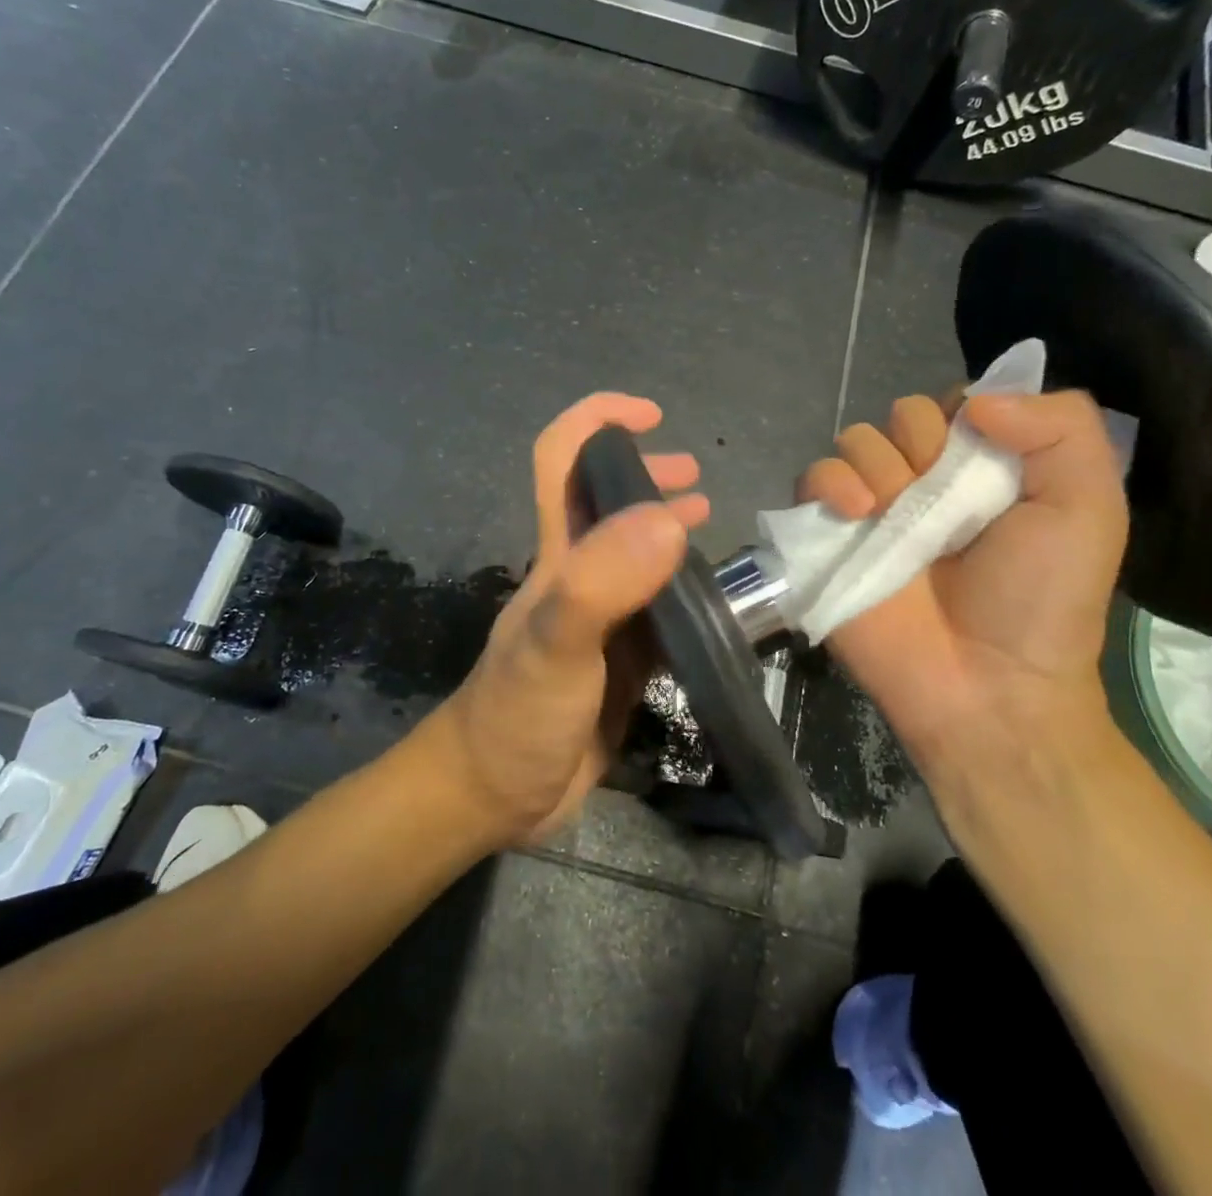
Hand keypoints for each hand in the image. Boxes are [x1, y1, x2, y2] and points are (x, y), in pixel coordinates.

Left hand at [433, 393, 707, 844]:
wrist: (497, 796)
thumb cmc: (518, 715)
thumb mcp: (555, 645)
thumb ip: (603, 583)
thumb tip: (667, 517)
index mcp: (557, 554)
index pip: (563, 459)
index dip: (598, 421)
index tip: (650, 415)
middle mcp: (578, 573)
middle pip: (605, 498)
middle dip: (645, 471)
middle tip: (696, 477)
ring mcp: (600, 616)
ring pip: (636, 550)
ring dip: (667, 524)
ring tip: (709, 517)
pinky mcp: (620, 657)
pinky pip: (657, 605)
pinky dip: (685, 586)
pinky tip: (714, 598)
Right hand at [799, 390, 1128, 808]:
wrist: (984, 686)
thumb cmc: (1040, 600)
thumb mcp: (1087, 507)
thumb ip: (1061, 427)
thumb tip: (978, 400)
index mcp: (984, 469)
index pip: (958, 401)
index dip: (965, 413)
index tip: (981, 448)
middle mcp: (925, 481)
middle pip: (902, 414)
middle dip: (921, 442)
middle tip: (941, 495)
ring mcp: (872, 508)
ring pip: (855, 439)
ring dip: (876, 464)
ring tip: (892, 513)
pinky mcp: (828, 536)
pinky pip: (810, 478)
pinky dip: (828, 483)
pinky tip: (856, 513)